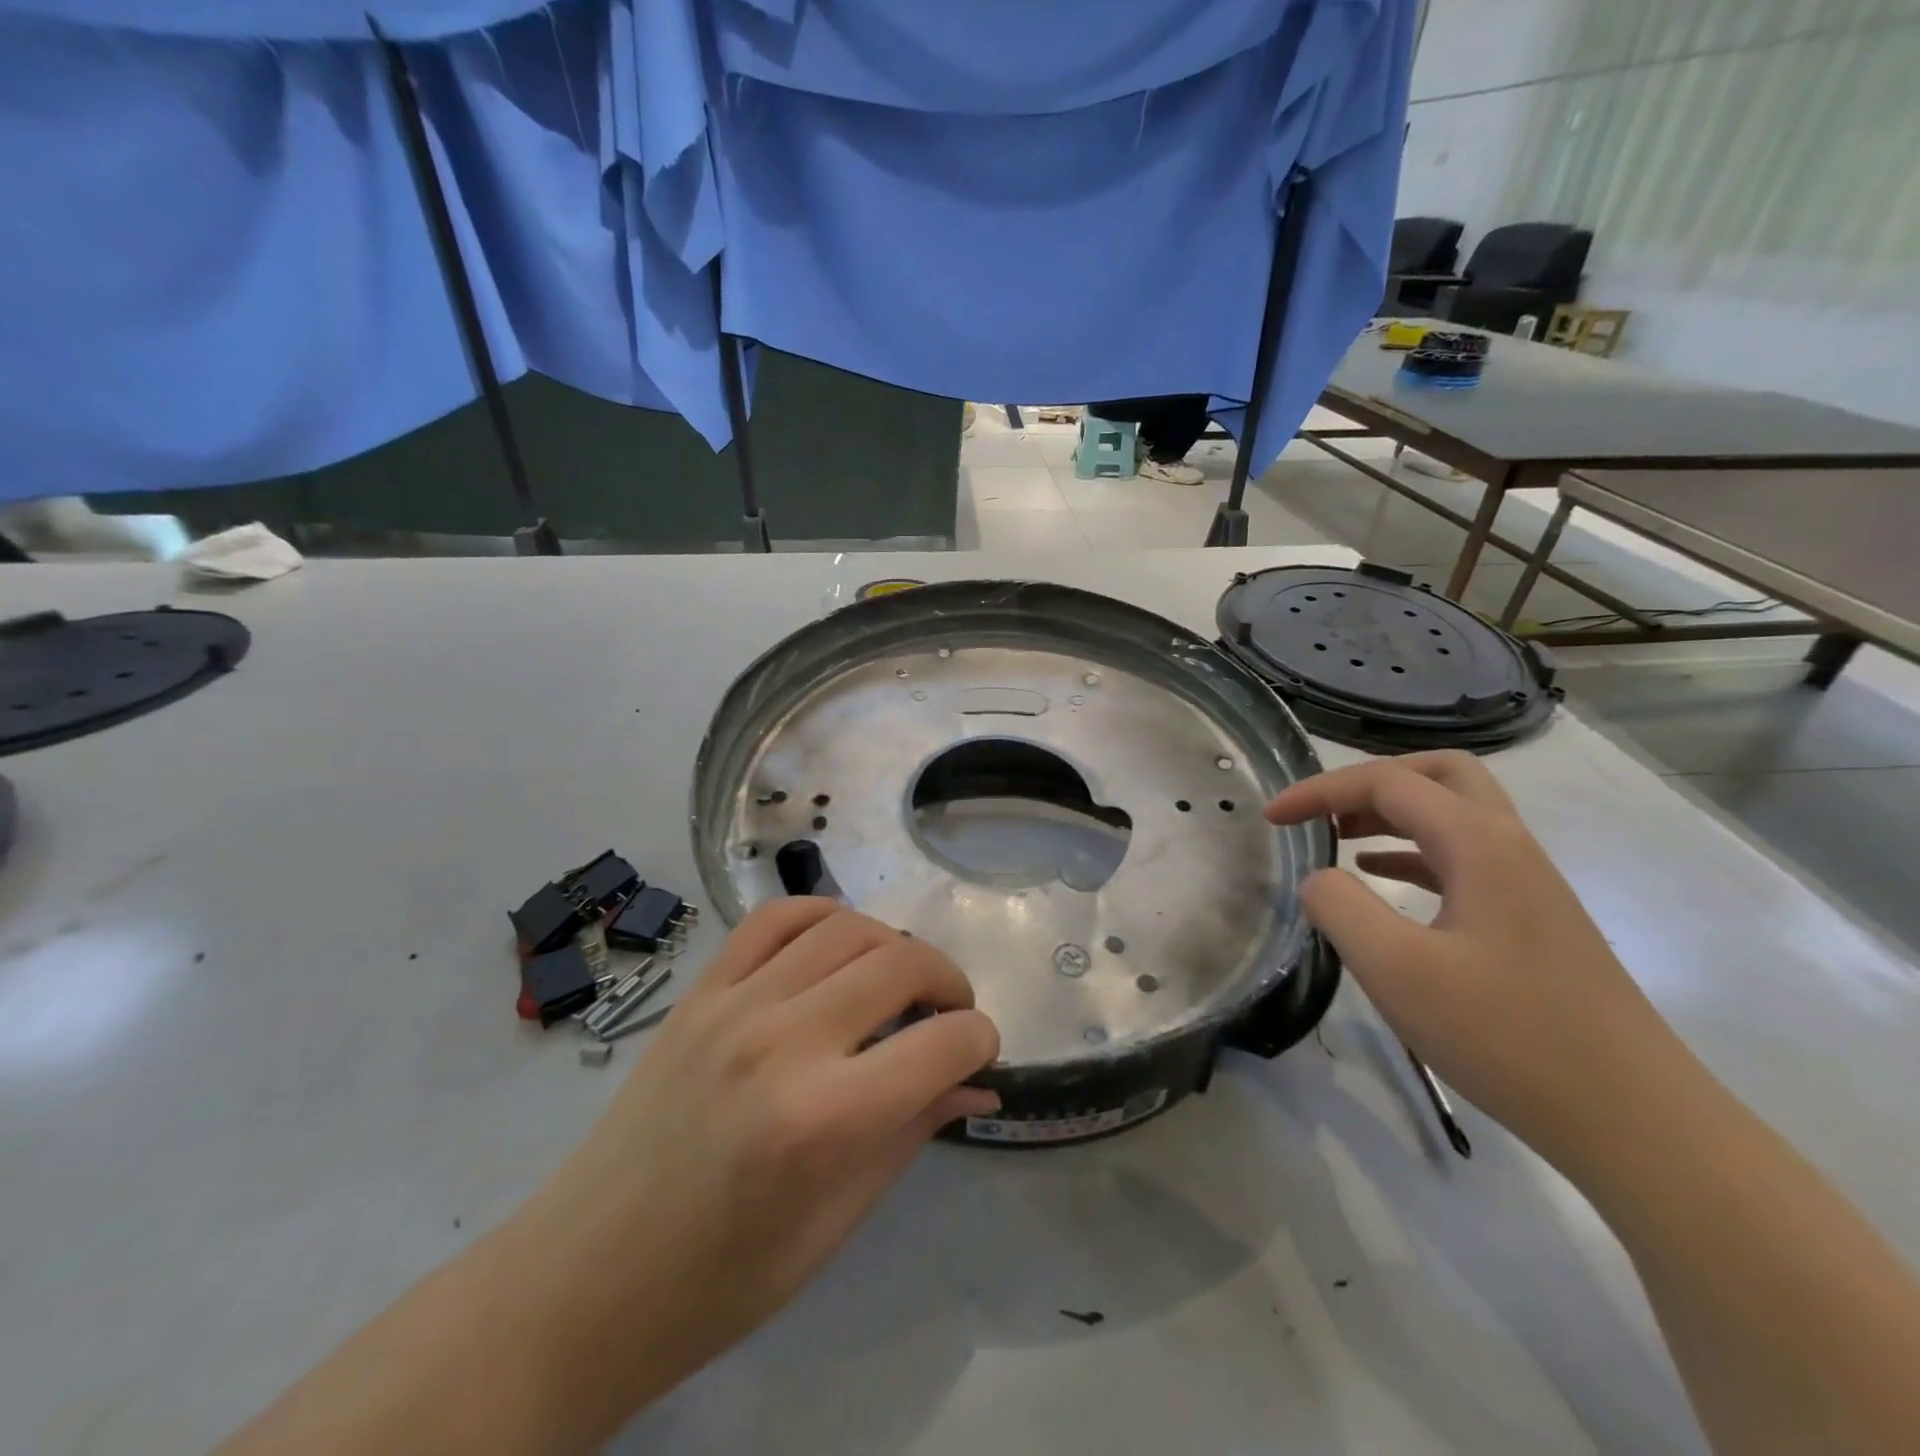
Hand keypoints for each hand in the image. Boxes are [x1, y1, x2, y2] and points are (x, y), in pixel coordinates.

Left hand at [511, 900, 999, 1420]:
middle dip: (948, 982)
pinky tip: (838, 943)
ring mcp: (734, 1005)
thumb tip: (976, 1083)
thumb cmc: (721, 1279)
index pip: (942, 1045)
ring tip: (898, 980)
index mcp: (824, 1121)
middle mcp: (783, 1042)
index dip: (980, 1041)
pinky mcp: (700, 991)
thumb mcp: (835, 1223)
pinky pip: (773, 920)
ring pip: (845, 928)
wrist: (585, 1278)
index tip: (980, 1052)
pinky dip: (821, 915)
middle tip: (949, 1014)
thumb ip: (911, 1132)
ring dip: (893, 945)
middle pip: (900, 963)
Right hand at [1265, 752, 1689, 1170]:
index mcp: (1479, 843)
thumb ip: (1339, 907)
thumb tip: (1318, 879)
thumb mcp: (1396, 969)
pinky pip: (1462, 858)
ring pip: (1454, 815)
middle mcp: (1509, 847)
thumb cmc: (1507, 1036)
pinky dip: (1411, 852)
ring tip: (1336, 839)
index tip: (1271, 817)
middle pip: (1439, 775)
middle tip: (1324, 812)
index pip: (1387, 783)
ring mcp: (1527, 884)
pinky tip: (1380, 880)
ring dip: (1392, 814)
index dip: (1319, 791)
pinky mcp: (1531, 921)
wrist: (1636, 1121)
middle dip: (1371, 781)